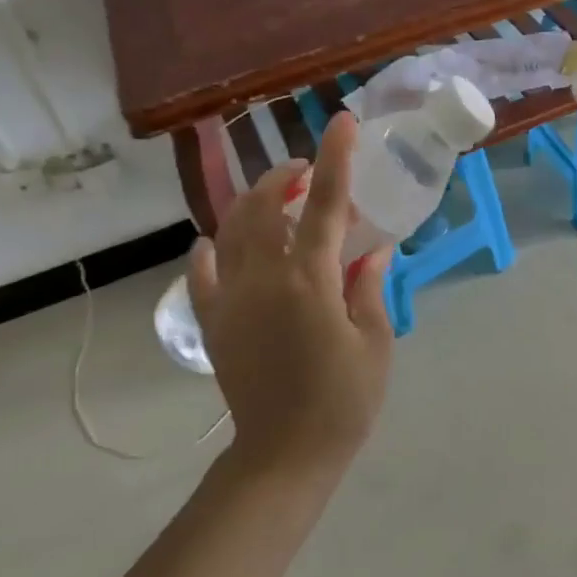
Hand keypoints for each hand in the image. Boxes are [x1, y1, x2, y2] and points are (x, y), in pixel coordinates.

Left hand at [187, 112, 394, 478]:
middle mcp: (263, 280)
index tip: (342, 121)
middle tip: (307, 169)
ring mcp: (230, 300)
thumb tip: (371, 251)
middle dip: (285, 176)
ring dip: (252, 203)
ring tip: (274, 198)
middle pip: (264, 206)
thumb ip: (368, 287)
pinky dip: (210, 250)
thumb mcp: (375, 342)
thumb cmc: (343, 400)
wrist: (284, 455)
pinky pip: (202, 273)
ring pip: (230, 230)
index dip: (336, 157)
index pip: (326, 204)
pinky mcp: (212, 323)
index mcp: (310, 281)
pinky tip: (216, 242)